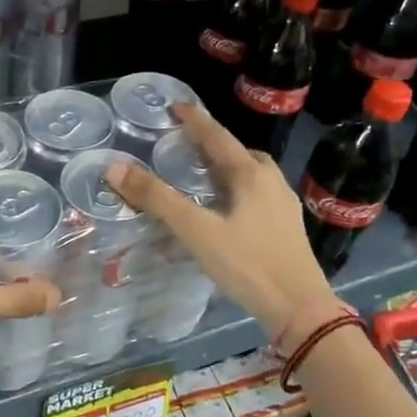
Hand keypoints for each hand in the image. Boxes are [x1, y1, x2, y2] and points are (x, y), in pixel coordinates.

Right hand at [108, 103, 338, 336]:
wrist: (300, 309)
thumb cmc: (248, 264)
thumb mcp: (197, 231)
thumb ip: (157, 199)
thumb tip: (115, 167)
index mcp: (251, 174)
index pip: (217, 137)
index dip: (195, 121)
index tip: (176, 106)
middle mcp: (271, 182)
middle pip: (239, 153)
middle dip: (213, 145)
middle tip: (186, 146)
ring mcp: (283, 206)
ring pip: (252, 175)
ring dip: (227, 169)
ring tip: (203, 178)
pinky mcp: (287, 228)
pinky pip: (257, 196)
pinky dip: (237, 191)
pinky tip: (225, 212)